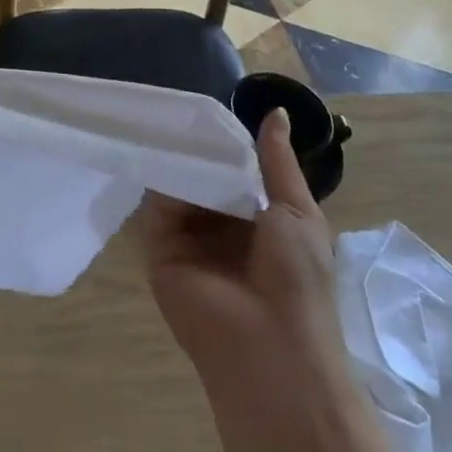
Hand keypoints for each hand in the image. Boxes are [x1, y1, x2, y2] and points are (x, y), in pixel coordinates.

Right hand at [144, 109, 343, 376]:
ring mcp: (189, 239)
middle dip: (197, 148)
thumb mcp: (296, 210)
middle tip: (180, 105)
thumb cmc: (296, 278)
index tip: (211, 108)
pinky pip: (157, 206)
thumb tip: (276, 110)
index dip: (226, 143)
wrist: (269, 346)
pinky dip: (158, 178)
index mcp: (258, 221)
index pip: (235, 172)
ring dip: (177, 158)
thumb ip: (277, 161)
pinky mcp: (159, 249)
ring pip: (179, 187)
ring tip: (164, 117)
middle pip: (203, 177)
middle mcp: (221, 228)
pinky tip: (155, 147)